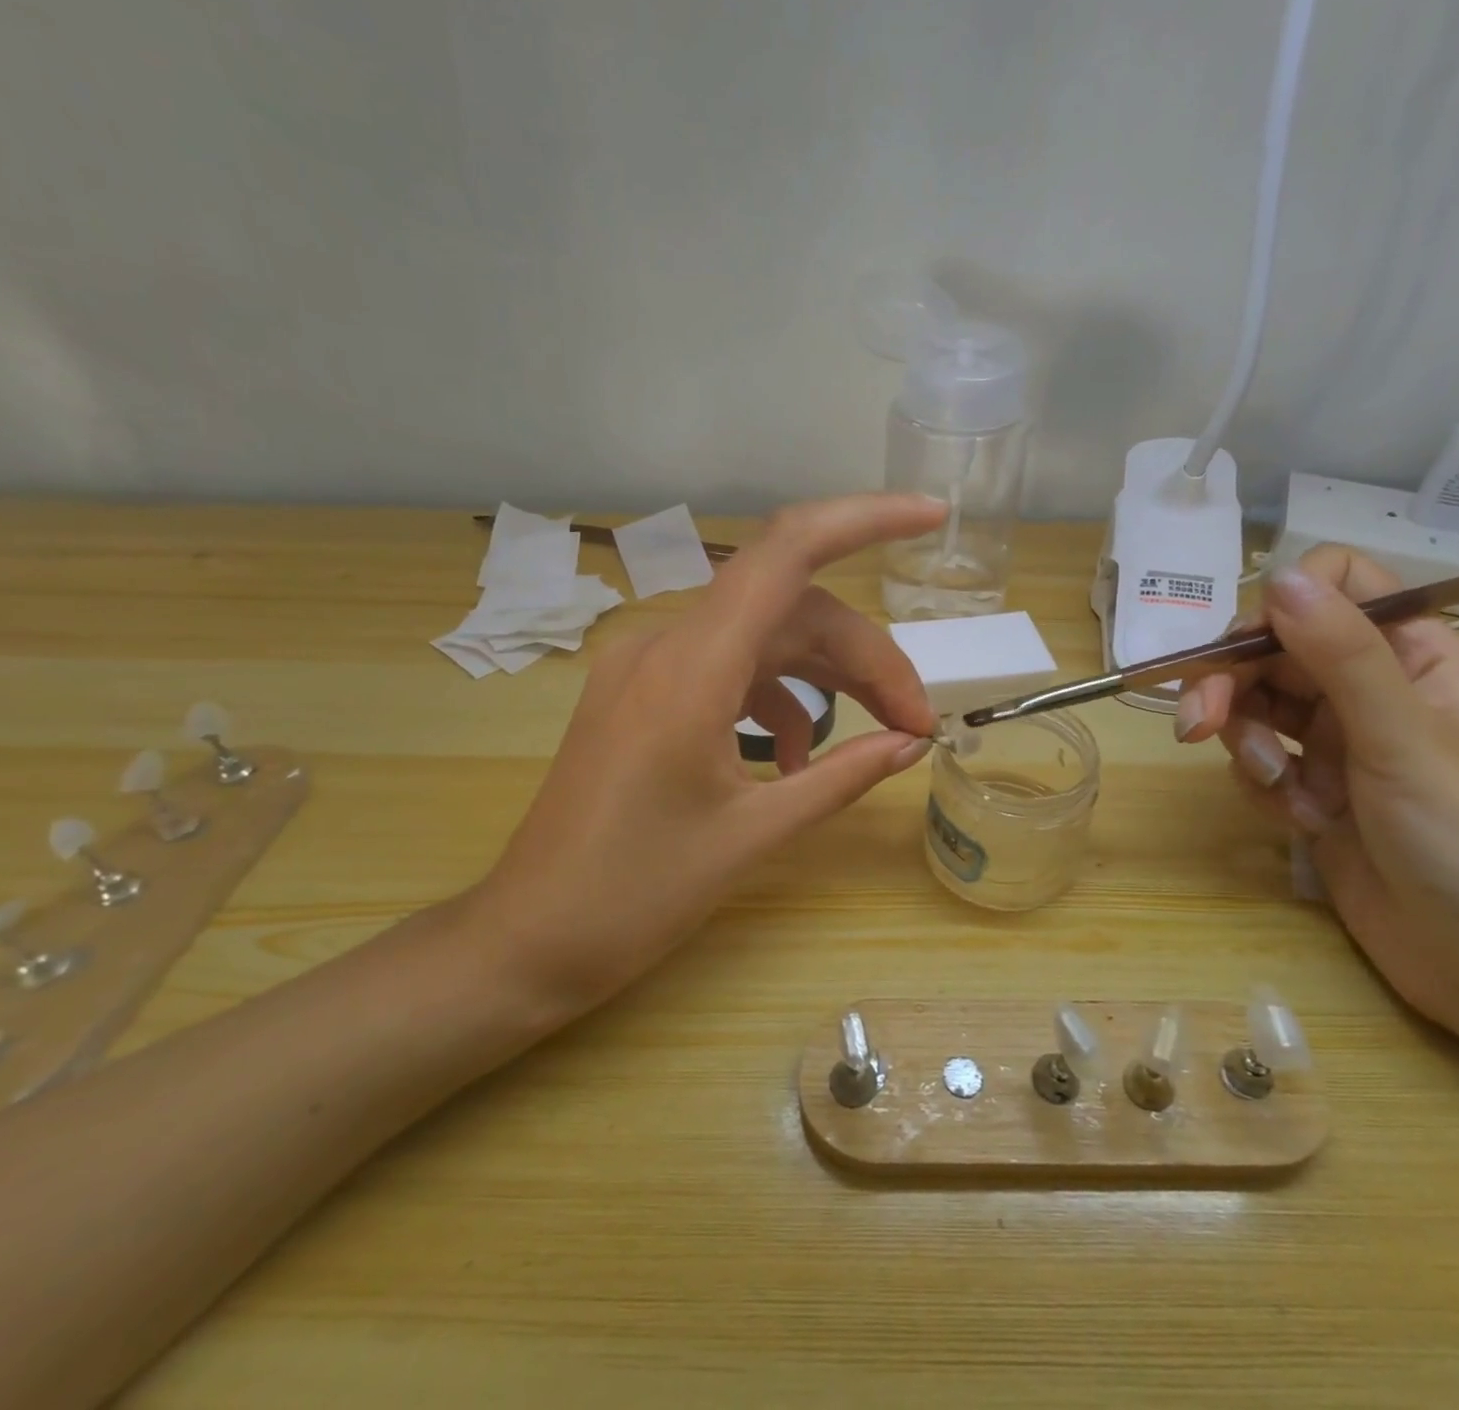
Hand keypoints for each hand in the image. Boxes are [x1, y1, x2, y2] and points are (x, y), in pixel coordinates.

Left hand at [463, 493, 946, 1024]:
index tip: (930, 517)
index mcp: (690, 667)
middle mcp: (666, 645)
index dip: (863, 520)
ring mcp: (649, 668)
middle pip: (792, 611)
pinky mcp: (643, 695)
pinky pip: (729, 672)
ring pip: (764, 640)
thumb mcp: (753, 835)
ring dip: (828, 678)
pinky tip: (799, 758)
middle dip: (865, 657)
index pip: (786, 552)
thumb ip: (841, 778)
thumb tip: (911, 744)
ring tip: (881, 735)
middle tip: (916, 722)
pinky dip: (778, 701)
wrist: (527, 940)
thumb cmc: (634, 895)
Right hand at [1175, 545, 1458, 1026]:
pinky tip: (1300, 820)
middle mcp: (1368, 687)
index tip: (1247, 649)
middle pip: (1272, 649)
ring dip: (1246, 743)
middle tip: (1196, 723)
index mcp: (1412, 654)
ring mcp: (1337, 739)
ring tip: (1276, 788)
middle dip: (1230, 684)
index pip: (1335, 586)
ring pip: (1254, 705)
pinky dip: (1263, 786)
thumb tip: (1277, 576)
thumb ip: (1341, 654)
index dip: (1281, 605)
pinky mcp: (1310, 786)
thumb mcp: (1403, 738)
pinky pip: (1256, 760)